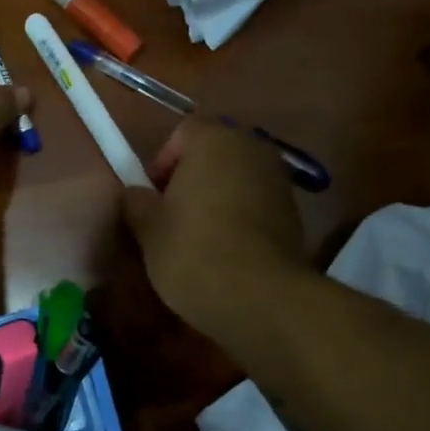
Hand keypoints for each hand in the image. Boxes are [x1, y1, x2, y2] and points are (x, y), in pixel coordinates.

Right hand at [122, 120, 311, 331]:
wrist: (259, 297)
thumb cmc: (193, 252)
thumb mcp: (148, 230)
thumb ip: (137, 203)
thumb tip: (135, 195)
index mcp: (214, 140)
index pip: (183, 132)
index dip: (163, 161)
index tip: (153, 196)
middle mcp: (252, 148)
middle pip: (214, 153)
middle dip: (191, 178)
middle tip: (171, 215)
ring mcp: (278, 180)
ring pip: (236, 178)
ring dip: (216, 197)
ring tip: (197, 237)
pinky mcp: (293, 212)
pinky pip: (256, 203)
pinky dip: (239, 217)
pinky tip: (225, 251)